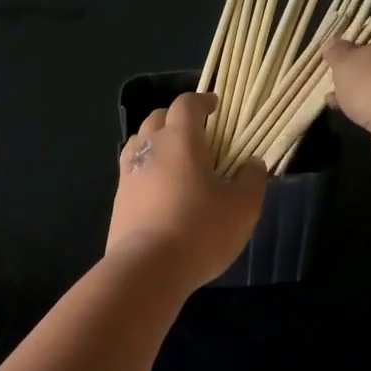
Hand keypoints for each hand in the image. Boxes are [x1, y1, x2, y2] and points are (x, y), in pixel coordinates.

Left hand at [108, 92, 266, 290]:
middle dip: (176, 118)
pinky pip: (132, 171)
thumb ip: (251, 180)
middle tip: (197, 134)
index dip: (201, 101)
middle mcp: (149, 148)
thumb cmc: (200, 230)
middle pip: (157, 118)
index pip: (186, 104)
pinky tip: (160, 189)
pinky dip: (147, 169)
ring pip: (140, 142)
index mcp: (180, 140)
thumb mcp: (242, 207)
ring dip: (157, 142)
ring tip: (176, 159)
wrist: (147, 268)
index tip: (215, 107)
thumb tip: (252, 163)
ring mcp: (128, 173)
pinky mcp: (118, 200)